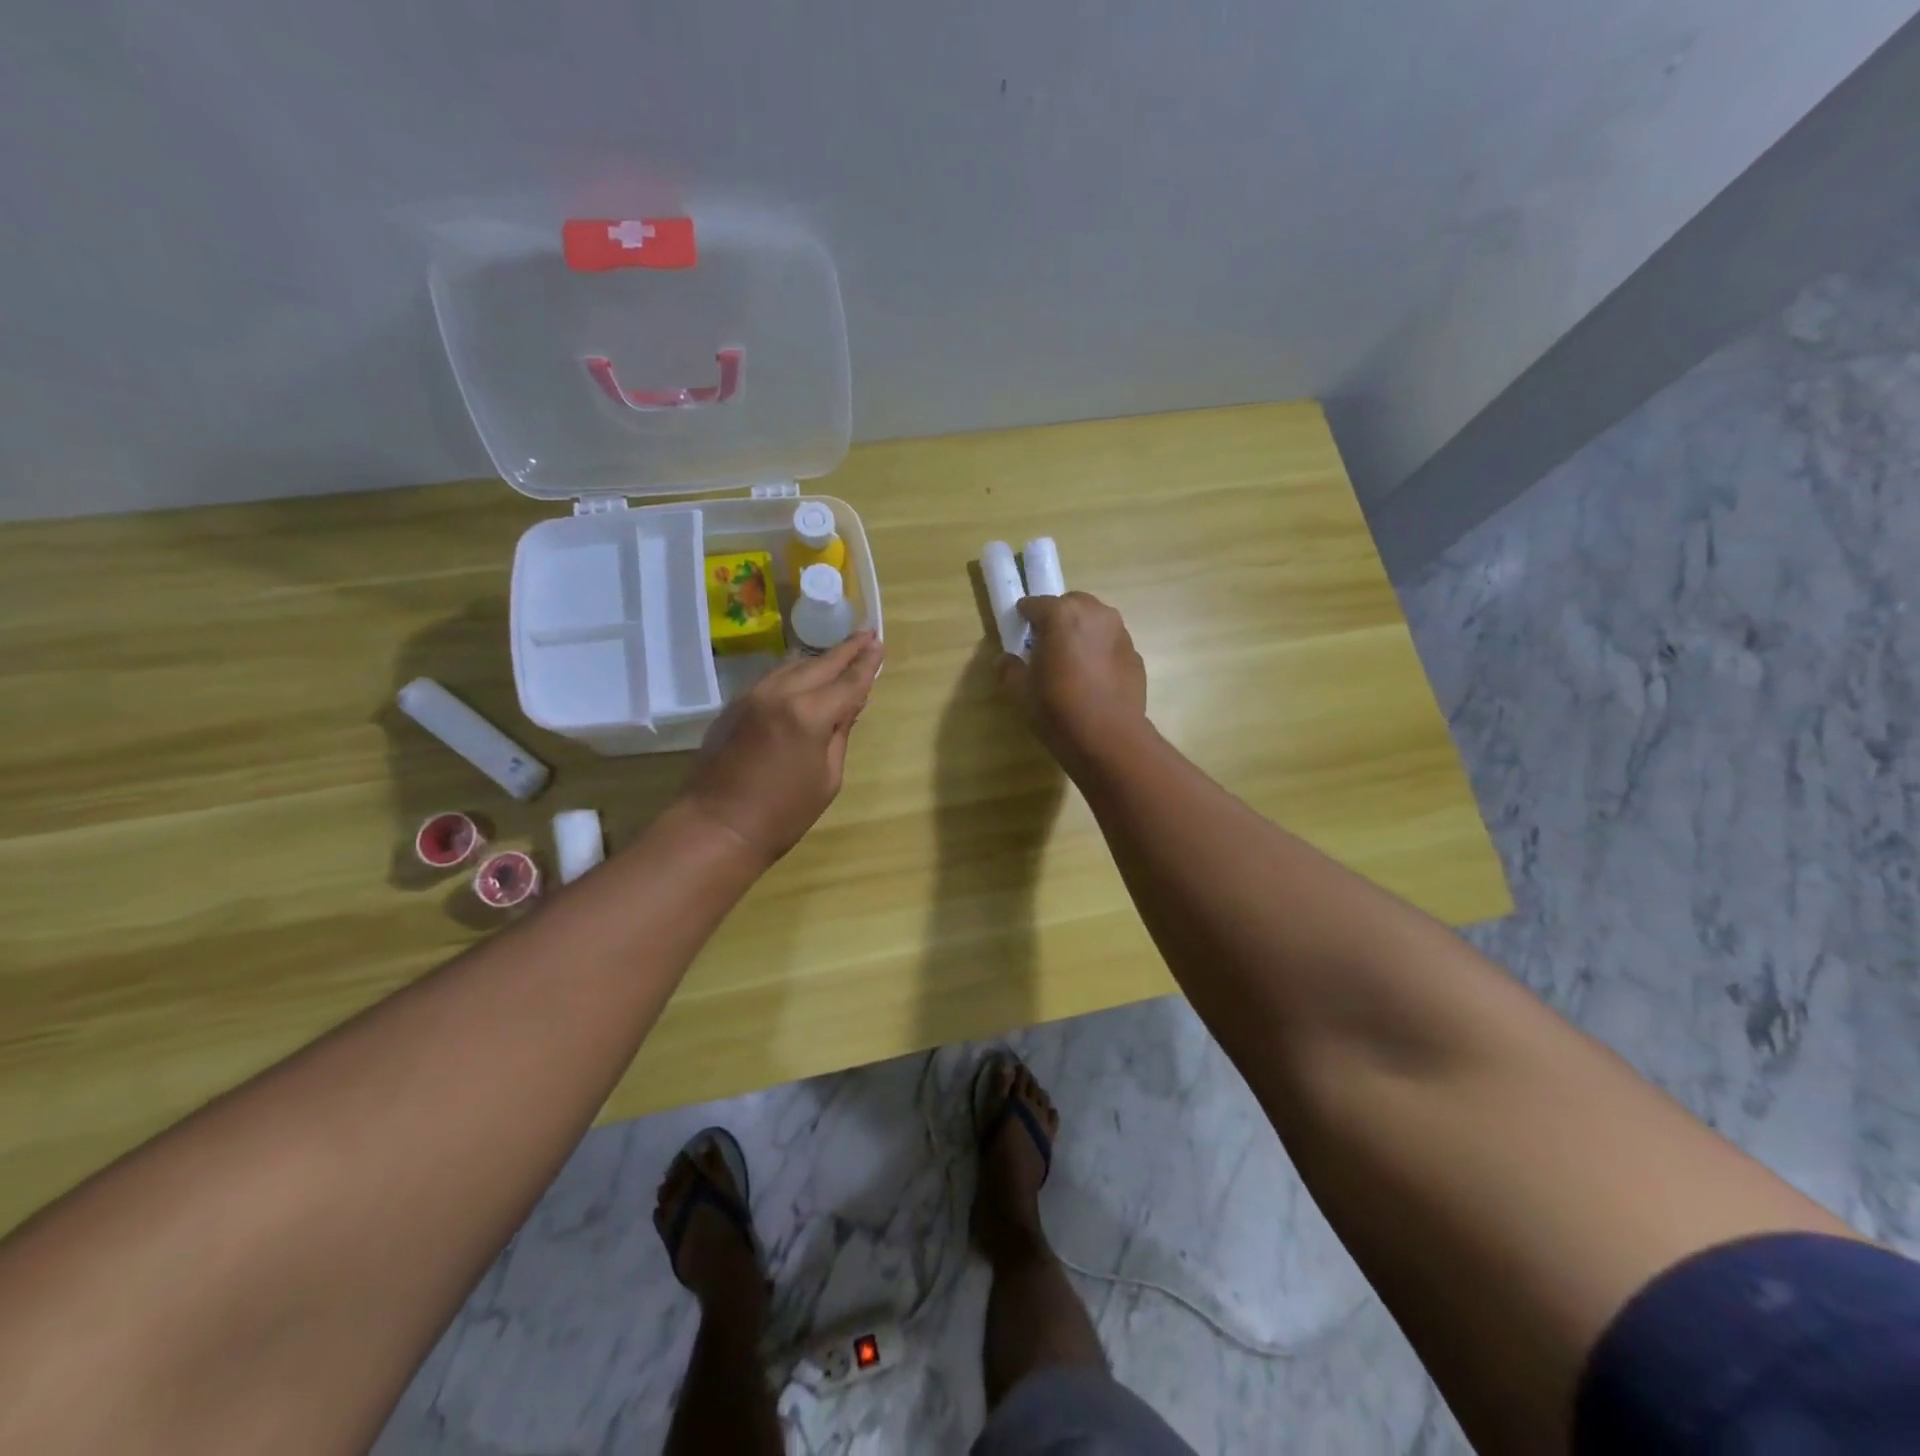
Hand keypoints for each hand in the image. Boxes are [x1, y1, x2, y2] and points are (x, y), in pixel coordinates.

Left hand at [684, 633, 884, 863]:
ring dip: (818, 659)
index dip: (866, 663)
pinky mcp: (735, 705)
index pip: (847, 682)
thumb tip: (849, 705)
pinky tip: (803, 674)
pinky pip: (772, 678)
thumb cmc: (783, 814)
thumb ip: (840, 734)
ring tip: (839, 653)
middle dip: (846, 650)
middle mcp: (780, 694)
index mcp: (809, 715)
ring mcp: (752, 696)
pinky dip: (794, 672)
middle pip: (820, 664)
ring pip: (793, 665)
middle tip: (866, 635)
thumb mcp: (827, 778)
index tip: (878, 643)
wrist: (716, 827)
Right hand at [999, 593, 1147, 768]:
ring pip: (1095, 621)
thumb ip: (1009, 669)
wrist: (1109, 738)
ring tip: (1072, 661)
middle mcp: (1095, 614)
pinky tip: (1093, 679)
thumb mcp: (1020, 691)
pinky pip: (1111, 643)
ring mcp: (1120, 633)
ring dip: (1082, 632)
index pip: (1035, 604)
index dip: (1024, 617)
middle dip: (1057, 618)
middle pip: (1070, 604)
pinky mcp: (1135, 654)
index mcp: (1061, 614)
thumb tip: (1005, 660)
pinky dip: (1100, 651)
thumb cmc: (1058, 709)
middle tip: (1046, 645)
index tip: (1019, 632)